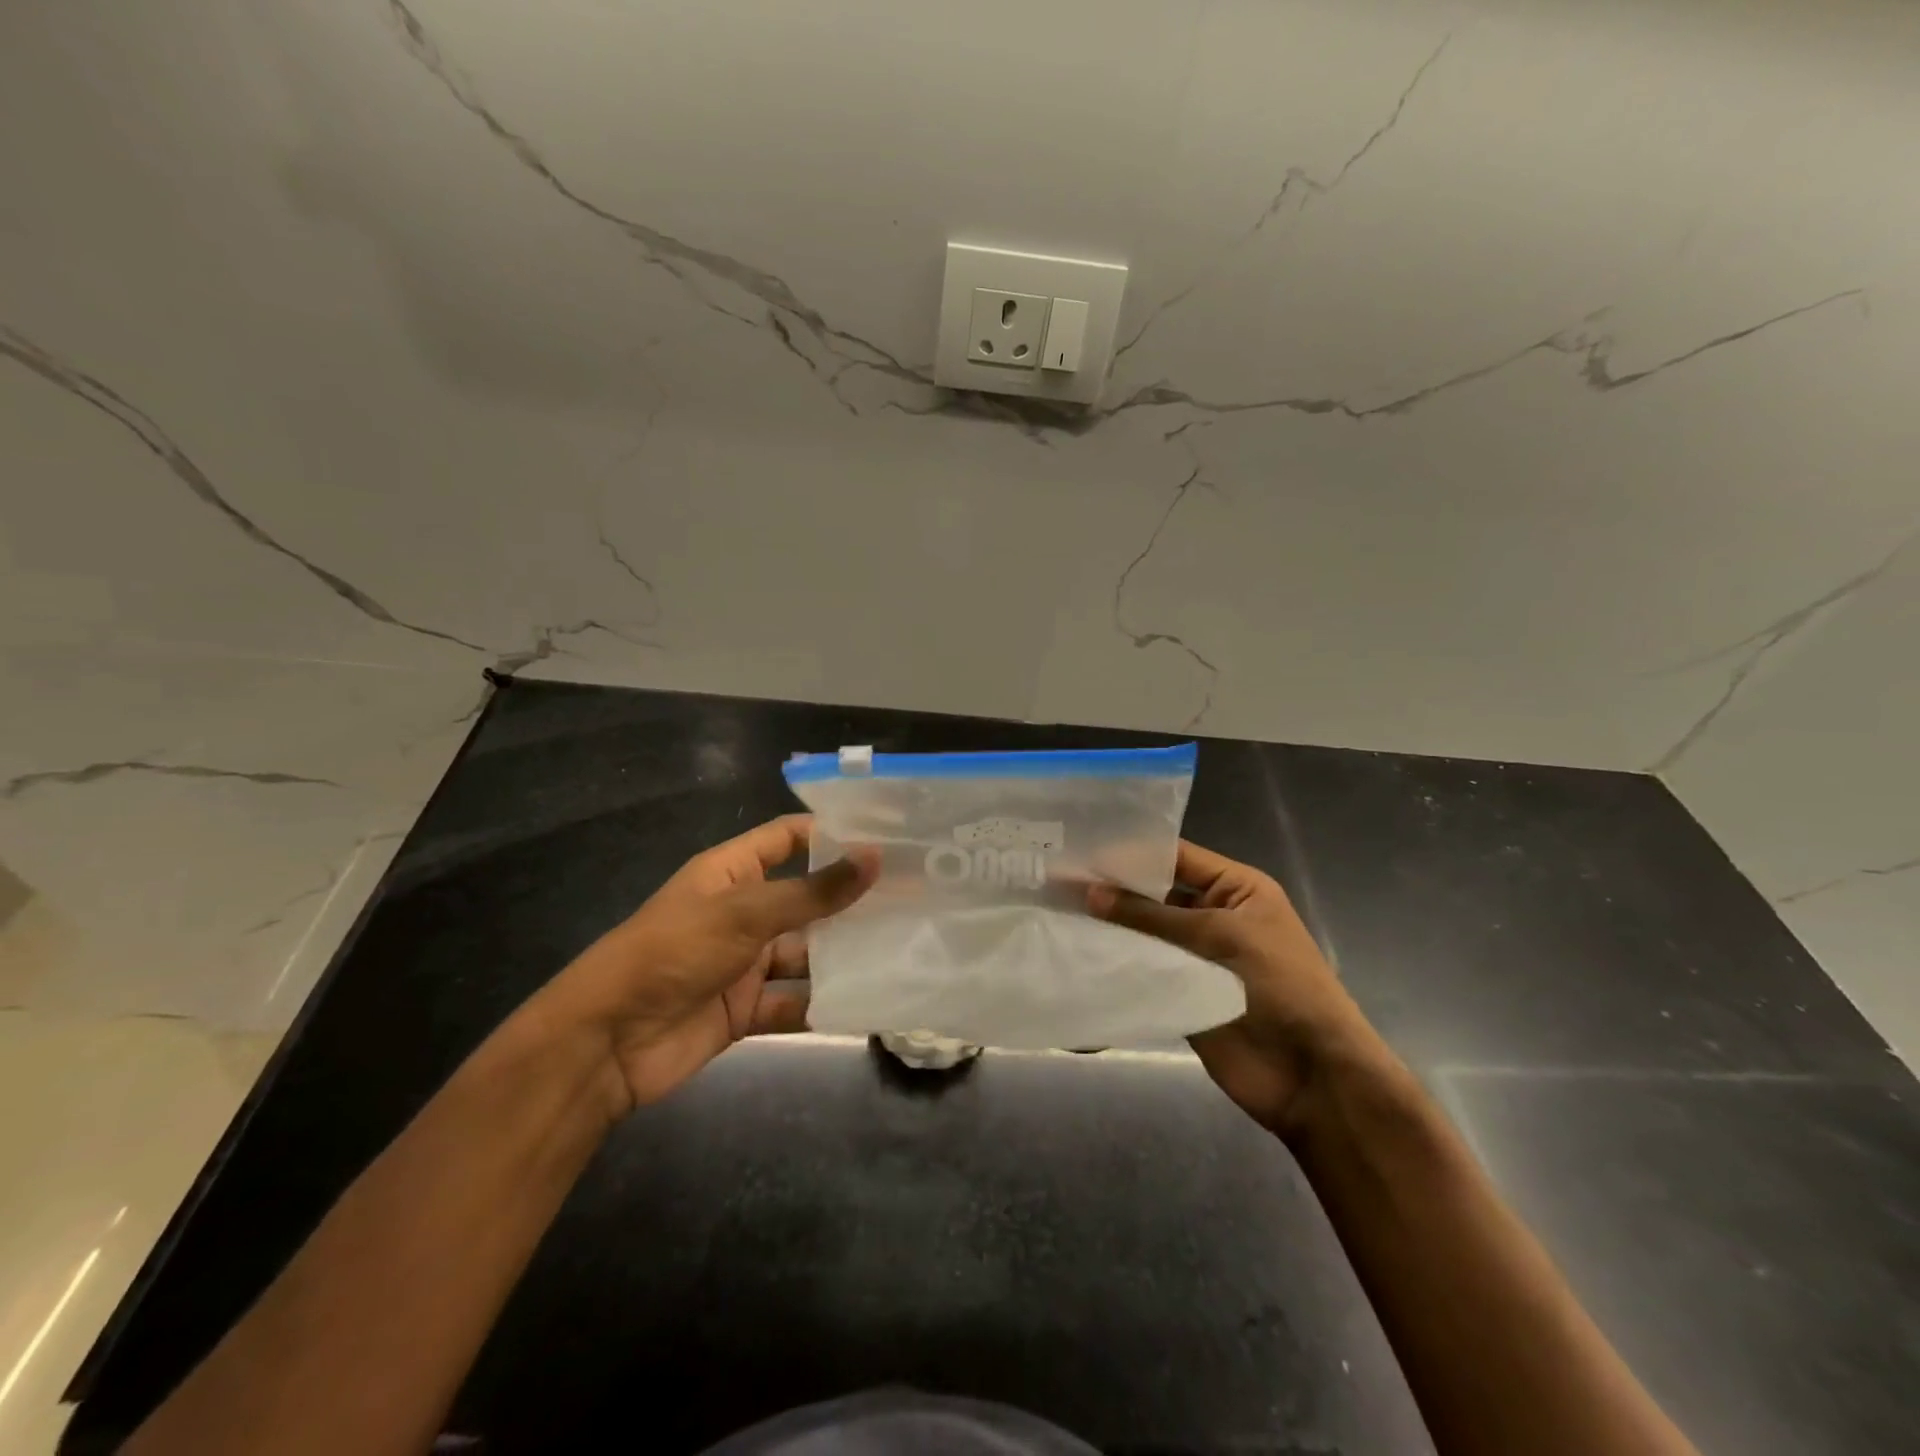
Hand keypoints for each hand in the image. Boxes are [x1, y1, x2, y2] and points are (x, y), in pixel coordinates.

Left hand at [543, 815, 875, 1113]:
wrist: (607, 1042)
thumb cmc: (674, 952)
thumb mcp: (745, 912)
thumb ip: (812, 891)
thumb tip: (875, 858)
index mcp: (733, 872)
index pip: (788, 838)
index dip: (832, 833)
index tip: (887, 835)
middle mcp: (742, 911)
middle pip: (805, 897)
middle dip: (850, 898)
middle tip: (912, 894)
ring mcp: (744, 962)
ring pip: (805, 952)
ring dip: (844, 953)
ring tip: (904, 945)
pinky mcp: (744, 1008)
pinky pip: (793, 1001)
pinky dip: (823, 1004)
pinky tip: (868, 1002)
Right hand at [1088, 840, 1376, 1139]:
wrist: (1311, 1076)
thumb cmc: (1280, 986)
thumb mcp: (1221, 937)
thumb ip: (1153, 916)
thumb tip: (1091, 893)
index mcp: (1235, 889)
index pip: (1177, 857)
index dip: (1133, 853)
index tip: (1083, 848)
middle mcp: (1212, 916)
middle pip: (1155, 895)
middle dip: (1114, 889)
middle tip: (1058, 880)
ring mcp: (1195, 957)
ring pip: (1144, 933)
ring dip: (1109, 926)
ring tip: (1057, 912)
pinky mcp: (1179, 993)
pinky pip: (1143, 970)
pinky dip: (1116, 962)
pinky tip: (1077, 953)